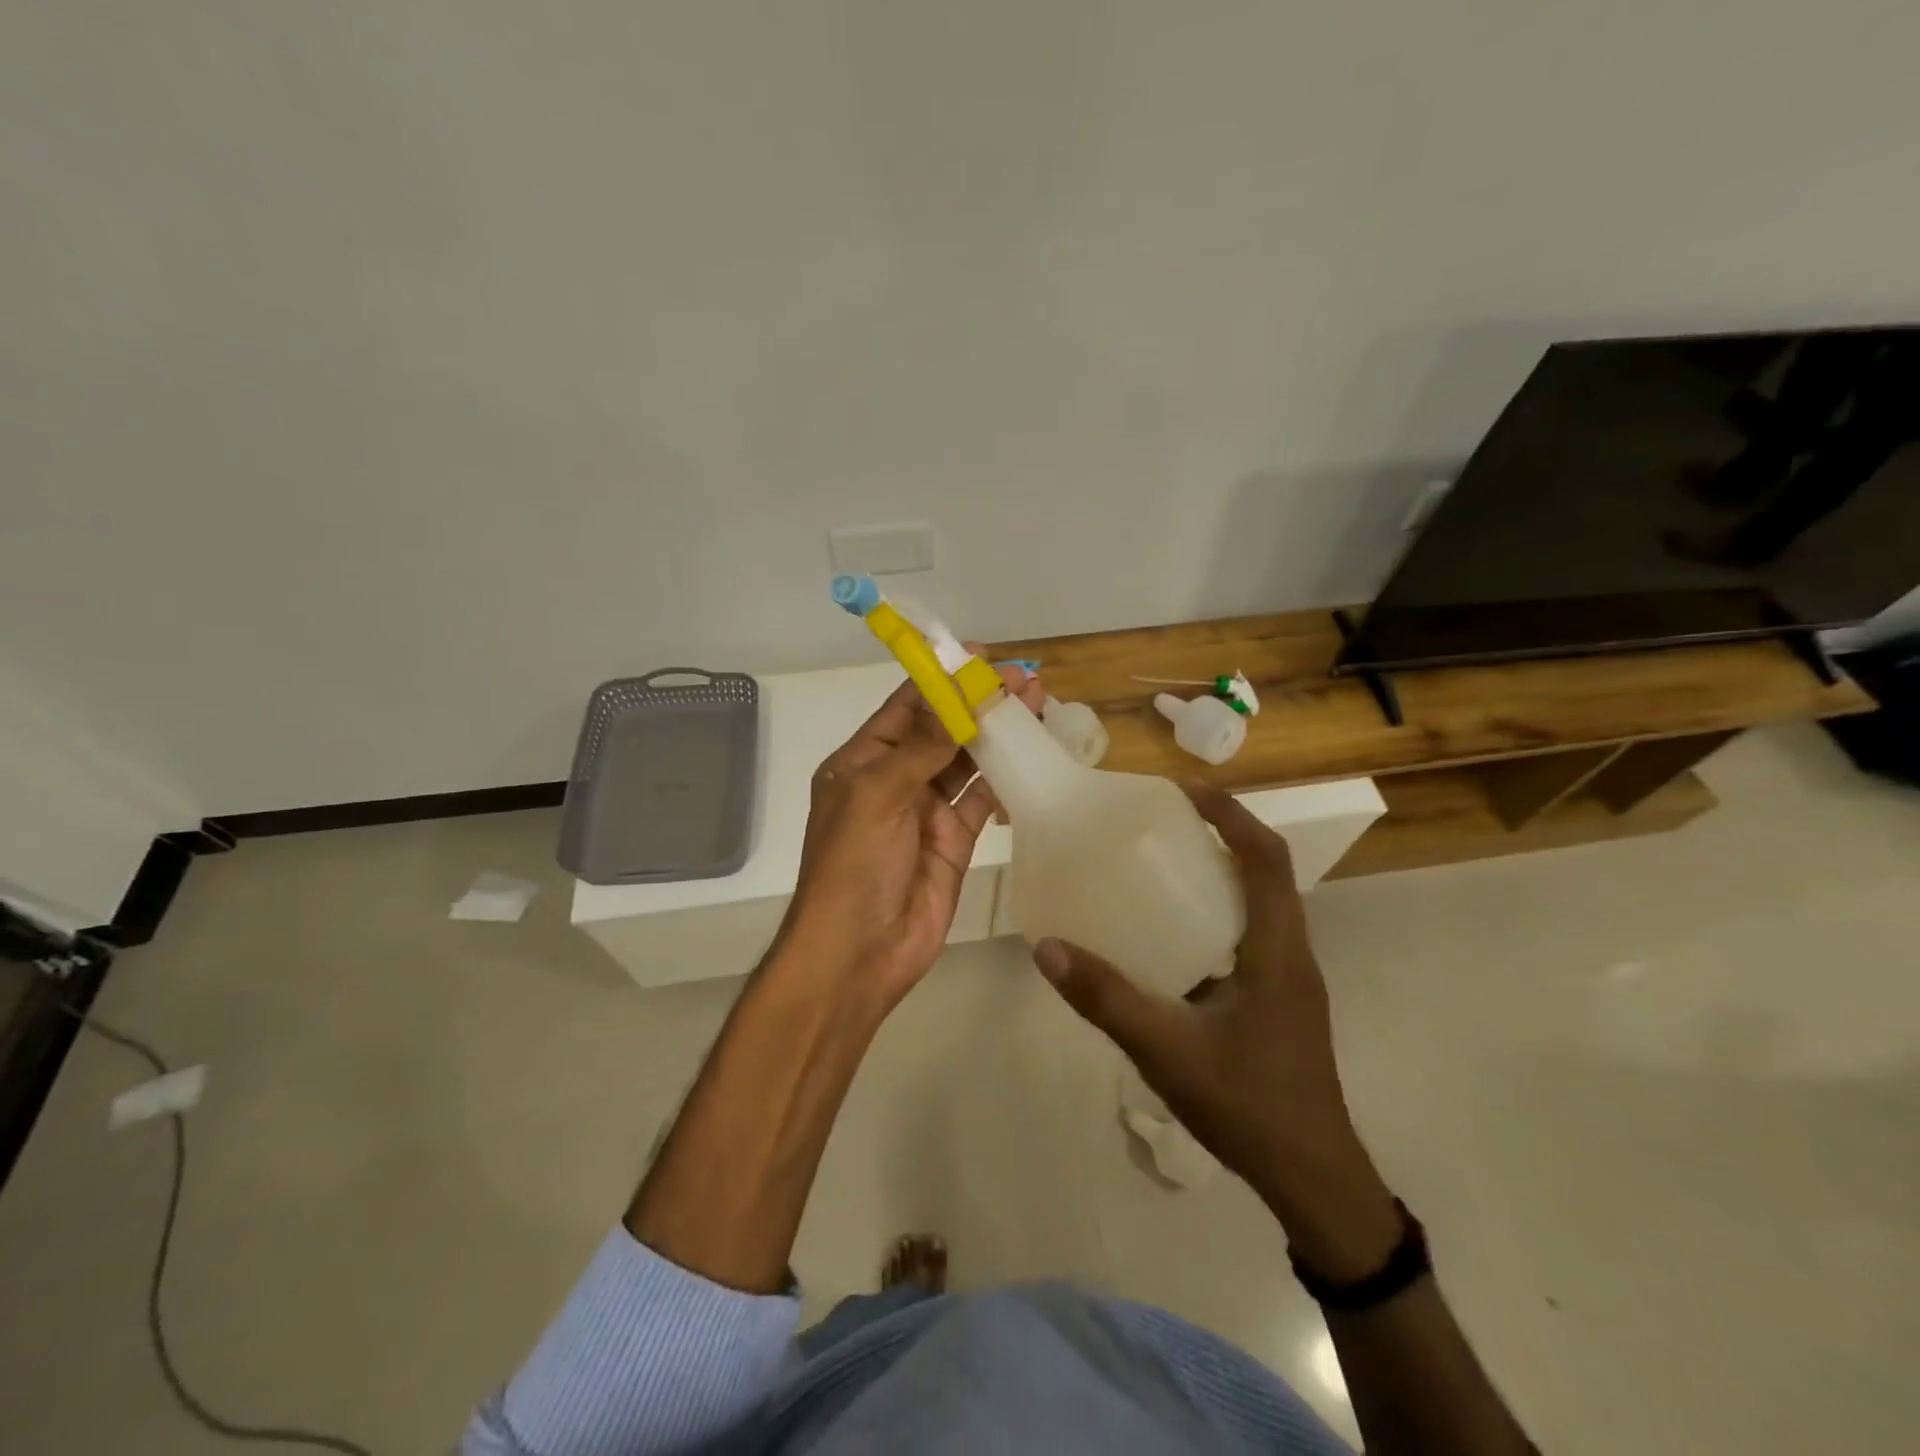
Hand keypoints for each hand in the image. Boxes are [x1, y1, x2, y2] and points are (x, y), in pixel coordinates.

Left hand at [778, 658, 1043, 1009]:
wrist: (859, 952)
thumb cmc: (853, 865)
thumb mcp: (878, 795)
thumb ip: (921, 746)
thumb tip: (955, 695)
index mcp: (863, 761)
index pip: (906, 706)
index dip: (941, 679)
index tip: (980, 656)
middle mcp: (895, 778)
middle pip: (942, 729)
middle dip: (979, 703)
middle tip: (1024, 679)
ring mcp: (927, 810)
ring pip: (967, 761)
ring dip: (998, 735)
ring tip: (1037, 706)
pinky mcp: (955, 840)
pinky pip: (984, 799)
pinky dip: (1007, 778)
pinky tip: (1033, 756)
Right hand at [1032, 782, 1399, 1273]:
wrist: (1312, 1180)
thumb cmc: (1249, 1106)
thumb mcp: (1167, 1049)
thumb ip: (1106, 999)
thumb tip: (1049, 948)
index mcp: (1277, 951)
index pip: (1266, 859)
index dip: (1232, 815)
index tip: (1186, 789)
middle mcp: (1290, 953)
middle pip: (1265, 873)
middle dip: (1222, 835)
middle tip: (1162, 822)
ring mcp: (1287, 980)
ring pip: (1258, 905)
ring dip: (1220, 873)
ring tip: (1161, 866)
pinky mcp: (1277, 1002)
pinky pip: (1248, 936)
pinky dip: (1215, 915)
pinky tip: (1169, 937)